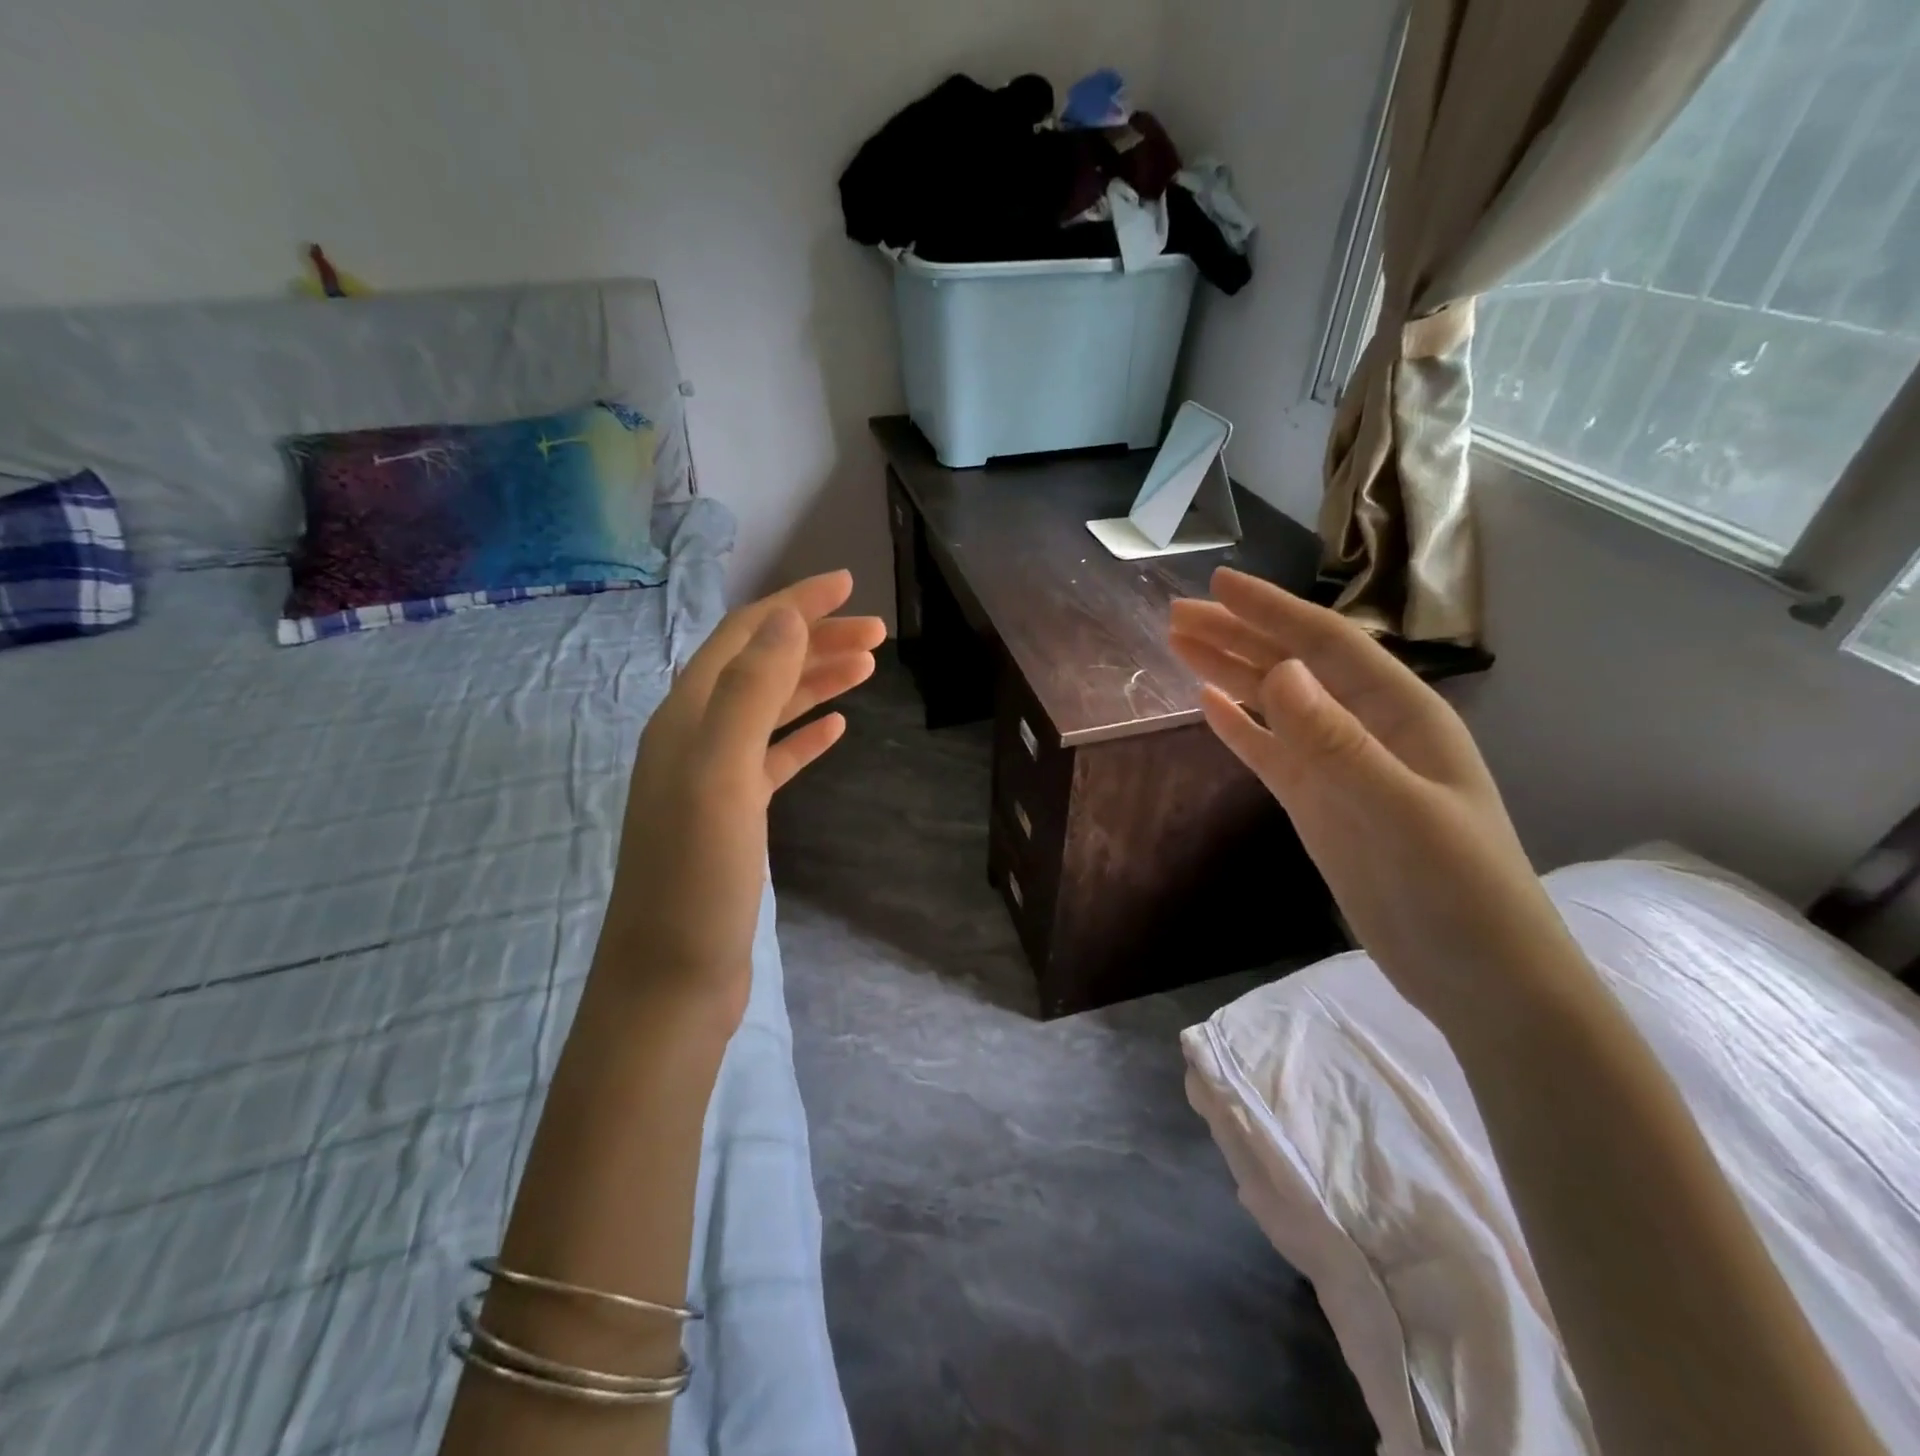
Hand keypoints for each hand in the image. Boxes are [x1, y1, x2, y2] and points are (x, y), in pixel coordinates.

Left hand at [599, 570, 884, 1021]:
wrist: (672, 978)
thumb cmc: (698, 877)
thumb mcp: (722, 774)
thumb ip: (750, 693)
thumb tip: (784, 621)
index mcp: (687, 717)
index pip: (744, 637)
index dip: (794, 605)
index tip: (848, 584)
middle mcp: (694, 737)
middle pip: (761, 668)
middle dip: (815, 641)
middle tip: (877, 633)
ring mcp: (713, 778)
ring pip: (770, 711)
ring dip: (815, 682)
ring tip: (867, 668)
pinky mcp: (733, 816)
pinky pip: (773, 758)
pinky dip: (803, 736)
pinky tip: (836, 730)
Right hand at [1169, 567, 1577, 1017]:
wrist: (1477, 975)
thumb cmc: (1457, 889)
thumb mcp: (1400, 811)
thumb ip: (1338, 742)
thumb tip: (1280, 671)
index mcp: (1400, 713)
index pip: (1327, 644)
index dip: (1272, 611)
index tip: (1218, 585)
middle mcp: (1366, 728)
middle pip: (1292, 667)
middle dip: (1237, 636)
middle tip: (1176, 615)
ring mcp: (1338, 767)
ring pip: (1275, 705)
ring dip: (1230, 672)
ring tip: (1180, 645)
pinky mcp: (1317, 804)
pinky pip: (1269, 752)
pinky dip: (1239, 727)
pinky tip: (1208, 706)